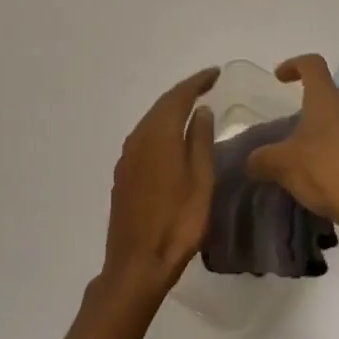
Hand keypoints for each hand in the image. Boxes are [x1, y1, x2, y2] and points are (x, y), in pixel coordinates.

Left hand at [101, 67, 219, 299]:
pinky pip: (144, 137)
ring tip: (193, 107)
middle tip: (206, 85)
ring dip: (171, 110)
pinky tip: (172, 137)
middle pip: (161, 105)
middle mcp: (138, 138)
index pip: (178, 97)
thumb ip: (199, 141)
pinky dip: (161, 128)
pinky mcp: (123, 174)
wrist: (136, 264)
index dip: (197, 82)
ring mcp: (127, 157)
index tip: (215, 73)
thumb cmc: (177, 223)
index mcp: (158, 135)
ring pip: (151, 121)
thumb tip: (200, 110)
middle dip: (184, 92)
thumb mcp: (200, 180)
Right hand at [245, 54, 338, 246]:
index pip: (312, 64)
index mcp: (327, 101)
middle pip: (329, 98)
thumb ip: (262, 159)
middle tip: (294, 134)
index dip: (294, 65)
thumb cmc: (327, 174)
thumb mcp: (283, 166)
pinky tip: (337, 181)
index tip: (280, 78)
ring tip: (314, 161)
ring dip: (330, 135)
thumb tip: (251, 160)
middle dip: (310, 111)